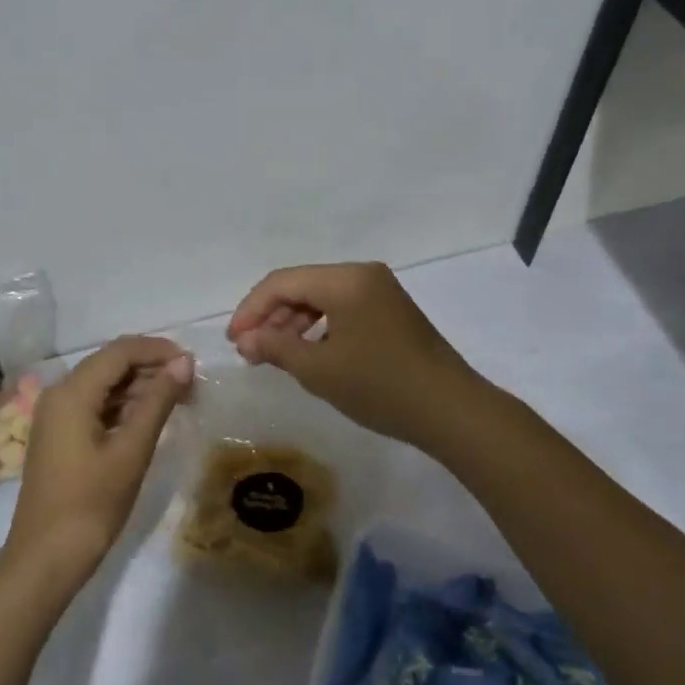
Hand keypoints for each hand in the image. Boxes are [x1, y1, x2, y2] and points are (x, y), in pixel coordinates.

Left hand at [4, 336, 193, 591]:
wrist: (45, 559)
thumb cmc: (91, 505)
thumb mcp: (132, 450)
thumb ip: (158, 401)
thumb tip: (184, 362)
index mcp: (72, 392)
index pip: (120, 351)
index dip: (158, 349)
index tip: (193, 363)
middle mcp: (60, 393)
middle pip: (111, 363)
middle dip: (152, 367)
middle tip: (191, 384)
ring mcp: (57, 415)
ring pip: (105, 384)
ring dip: (141, 386)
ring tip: (179, 399)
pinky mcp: (61, 435)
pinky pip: (96, 405)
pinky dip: (125, 405)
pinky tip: (151, 418)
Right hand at [226, 262, 484, 453]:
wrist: (451, 410)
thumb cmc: (380, 386)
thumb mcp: (319, 370)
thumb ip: (275, 348)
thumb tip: (246, 340)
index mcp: (345, 279)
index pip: (282, 282)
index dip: (251, 309)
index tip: (234, 341)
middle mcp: (363, 275)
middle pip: (302, 286)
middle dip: (271, 316)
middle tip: (250, 351)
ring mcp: (381, 292)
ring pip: (322, 298)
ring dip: (293, 323)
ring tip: (274, 356)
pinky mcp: (392, 311)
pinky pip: (343, 309)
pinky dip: (319, 327)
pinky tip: (309, 354)